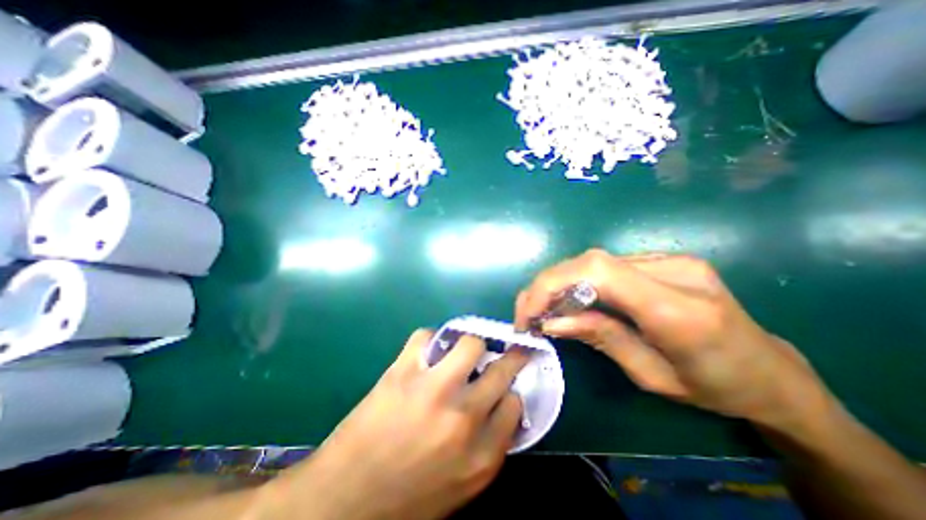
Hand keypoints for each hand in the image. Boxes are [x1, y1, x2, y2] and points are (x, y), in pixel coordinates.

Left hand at [265, 328, 532, 519]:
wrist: (342, 502)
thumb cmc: (407, 498)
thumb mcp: (460, 486)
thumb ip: (488, 446)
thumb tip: (502, 406)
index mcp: (480, 455)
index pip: (514, 405)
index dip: (510, 392)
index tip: (504, 387)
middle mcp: (463, 417)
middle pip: (501, 370)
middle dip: (508, 358)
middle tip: (503, 352)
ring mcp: (432, 389)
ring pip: (470, 343)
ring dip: (472, 345)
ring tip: (463, 353)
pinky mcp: (403, 372)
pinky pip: (427, 337)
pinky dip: (431, 339)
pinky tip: (428, 352)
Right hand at [514, 250, 832, 430]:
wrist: (771, 372)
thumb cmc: (716, 388)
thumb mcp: (651, 376)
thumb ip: (599, 338)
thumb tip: (550, 322)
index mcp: (678, 309)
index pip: (597, 272)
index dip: (552, 284)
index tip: (528, 312)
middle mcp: (674, 270)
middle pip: (590, 261)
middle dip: (548, 285)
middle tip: (528, 312)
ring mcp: (670, 259)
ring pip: (594, 261)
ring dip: (561, 283)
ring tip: (545, 308)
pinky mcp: (663, 259)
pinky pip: (608, 266)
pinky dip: (579, 281)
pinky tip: (573, 299)